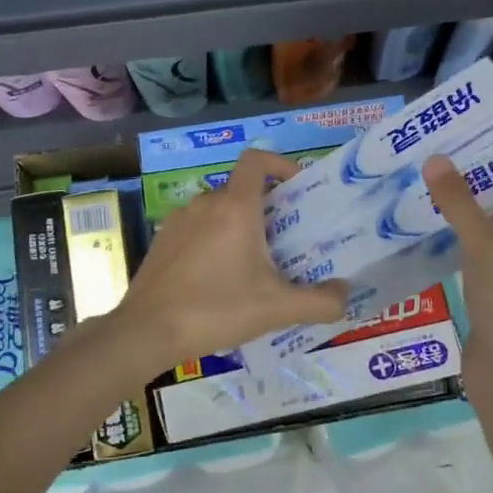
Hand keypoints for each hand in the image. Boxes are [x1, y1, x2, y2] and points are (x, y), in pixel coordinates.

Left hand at [113, 150, 348, 371]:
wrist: (146, 332)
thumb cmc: (215, 309)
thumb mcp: (277, 309)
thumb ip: (320, 302)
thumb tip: (346, 295)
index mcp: (235, 207)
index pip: (256, 160)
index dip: (280, 164)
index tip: (296, 188)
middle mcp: (205, 203)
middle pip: (241, 190)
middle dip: (266, 208)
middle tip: (285, 241)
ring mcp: (178, 221)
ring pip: (218, 211)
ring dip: (239, 227)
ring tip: (254, 264)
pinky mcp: (162, 242)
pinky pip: (196, 229)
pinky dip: (213, 241)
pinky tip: (219, 280)